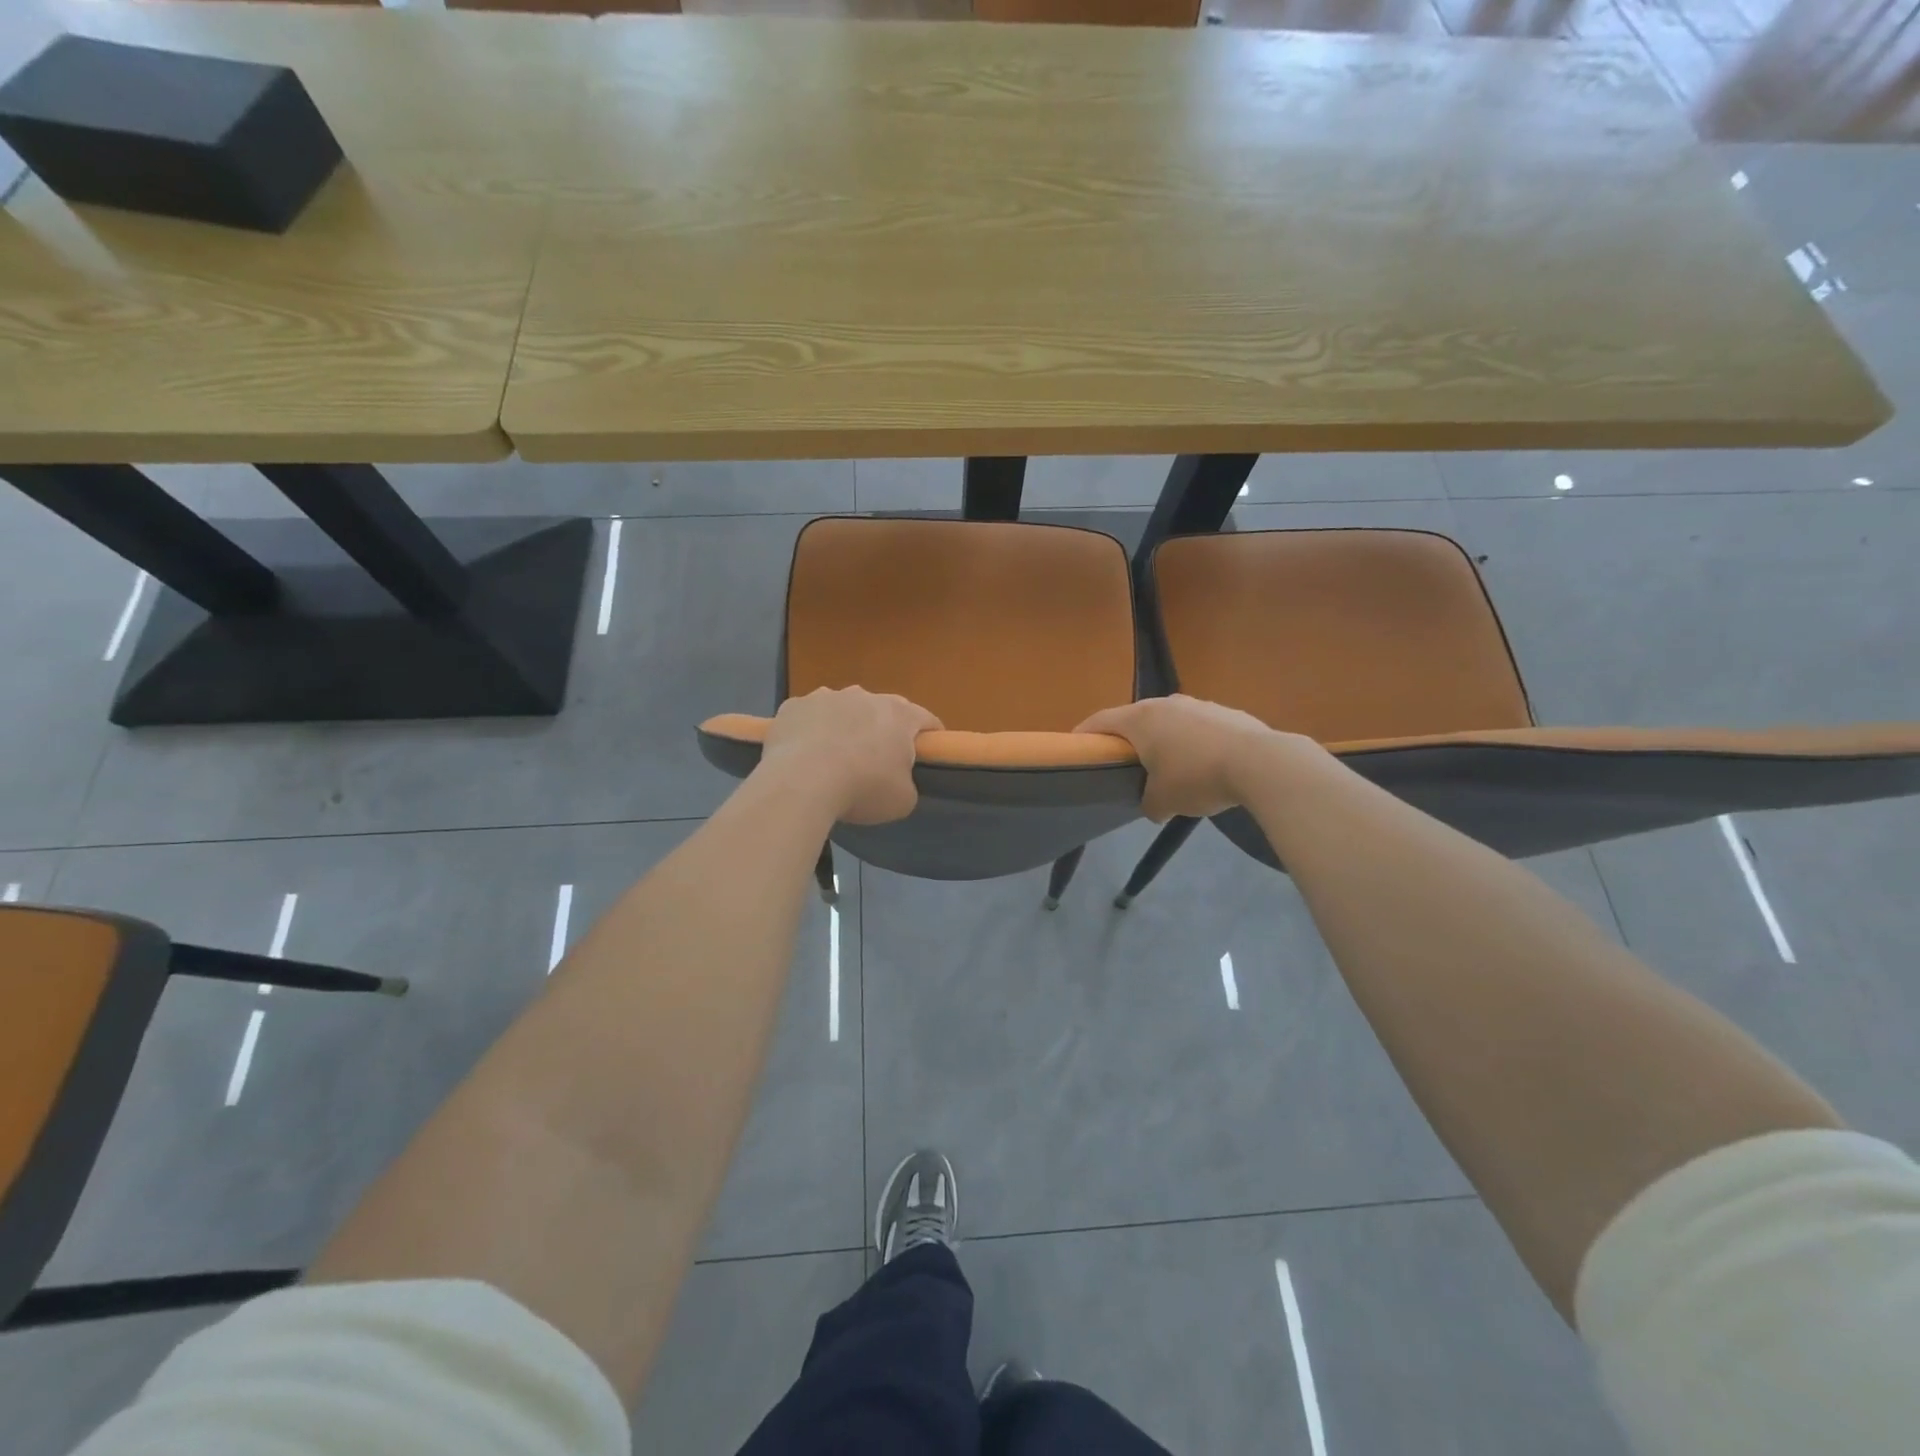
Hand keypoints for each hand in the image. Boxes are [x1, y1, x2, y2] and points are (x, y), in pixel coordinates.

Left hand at [759, 687, 941, 824]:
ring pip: (842, 710)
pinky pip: (808, 718)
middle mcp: (864, 696)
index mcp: (899, 714)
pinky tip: (803, 757)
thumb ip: (907, 783)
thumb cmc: (862, 788)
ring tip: (833, 761)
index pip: (926, 719)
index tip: (927, 756)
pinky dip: (810, 732)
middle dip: (882, 732)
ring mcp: (825, 696)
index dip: (930, 737)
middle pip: (882, 711)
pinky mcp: (793, 706)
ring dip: (844, 728)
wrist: (800, 783)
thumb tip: (897, 780)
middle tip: (876, 763)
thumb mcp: (902, 800)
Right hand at [1077, 695, 1320, 820]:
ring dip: (1164, 741)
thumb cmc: (1197, 777)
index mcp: (1140, 719)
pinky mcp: (1227, 712)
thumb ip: (1148, 804)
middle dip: (1128, 741)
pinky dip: (1193, 744)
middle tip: (1126, 764)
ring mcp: (1199, 704)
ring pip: (1170, 722)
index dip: (1084, 735)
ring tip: (1170, 768)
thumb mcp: (1163, 801)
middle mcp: (1166, 703)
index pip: (1100, 721)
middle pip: (1135, 719)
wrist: (1260, 763)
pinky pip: (1199, 728)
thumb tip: (1153, 807)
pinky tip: (1205, 766)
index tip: (1077, 749)